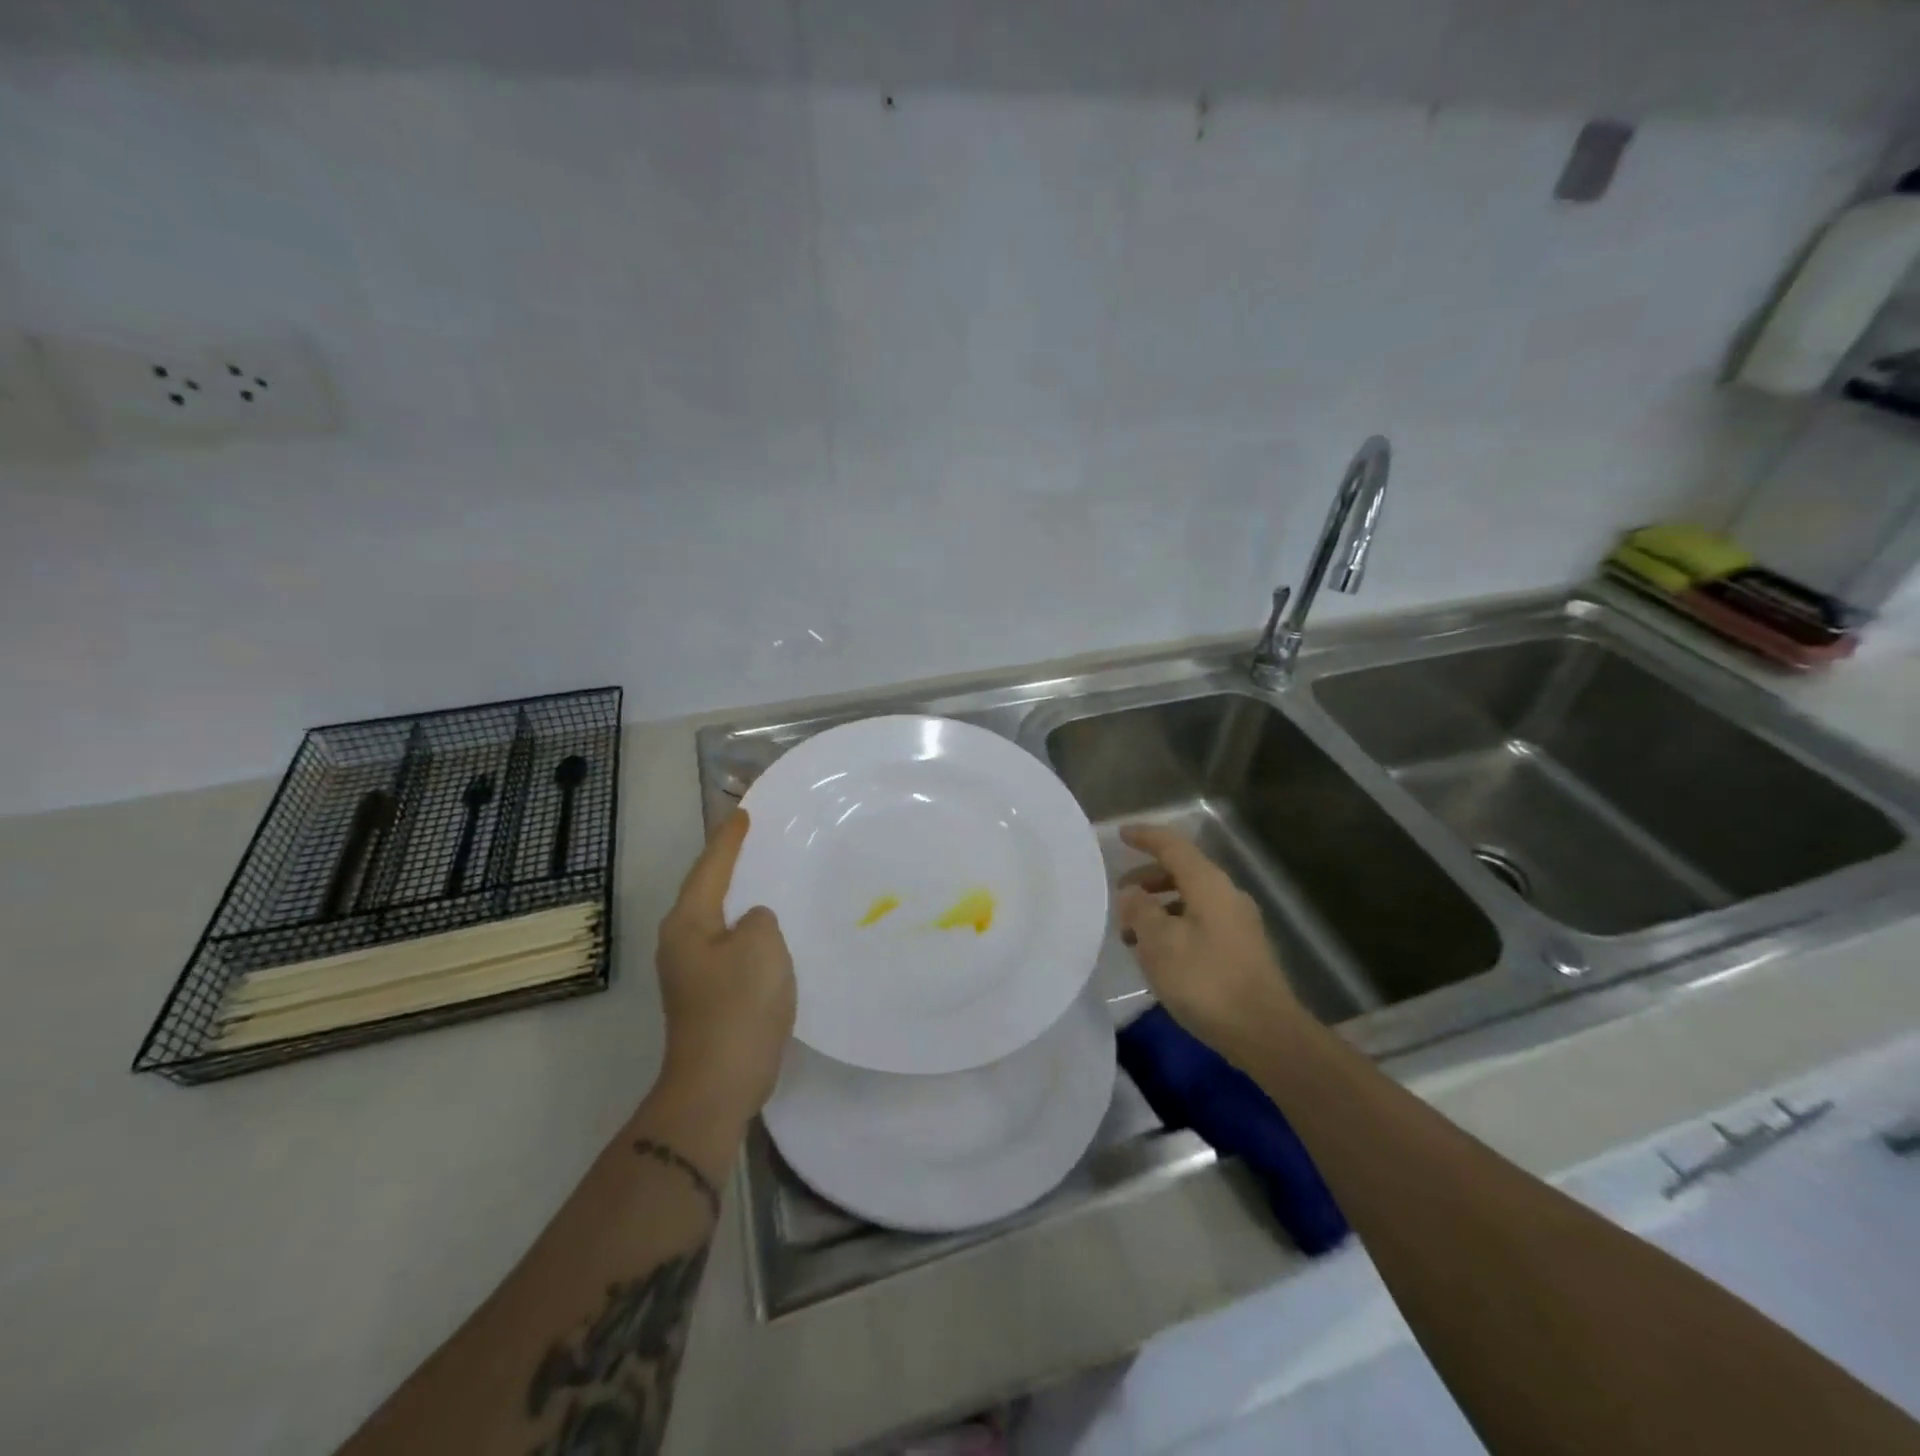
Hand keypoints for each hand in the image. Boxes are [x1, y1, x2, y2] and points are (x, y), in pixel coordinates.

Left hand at [655, 810, 795, 1120]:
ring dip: (740, 899)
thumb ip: (760, 919)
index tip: (743, 814)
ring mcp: (690, 972)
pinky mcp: (707, 995)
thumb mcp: (761, 945)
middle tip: (754, 840)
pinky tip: (769, 931)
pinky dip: (746, 931)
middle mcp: (680, 942)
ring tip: (766, 878)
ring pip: (718, 919)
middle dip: (729, 865)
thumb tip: (753, 923)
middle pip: (707, 891)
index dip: (729, 839)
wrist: (718, 1083)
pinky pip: (729, 946)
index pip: (711, 867)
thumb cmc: (739, 1005)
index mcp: (688, 923)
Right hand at [1115, 824, 1306, 1065]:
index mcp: (1208, 884)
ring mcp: (1239, 923)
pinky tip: (1160, 954)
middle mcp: (1227, 895)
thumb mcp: (1159, 943)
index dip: (1145, 837)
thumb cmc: (1205, 981)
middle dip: (1148, 878)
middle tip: (1120, 894)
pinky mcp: (1241, 950)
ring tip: (1133, 932)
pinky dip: (1174, 925)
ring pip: (1191, 899)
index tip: (1120, 834)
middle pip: (1183, 871)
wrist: (1265, 1033)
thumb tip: (1131, 893)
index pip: (1172, 846)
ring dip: (1159, 907)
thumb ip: (1139, 910)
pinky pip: (1200, 921)